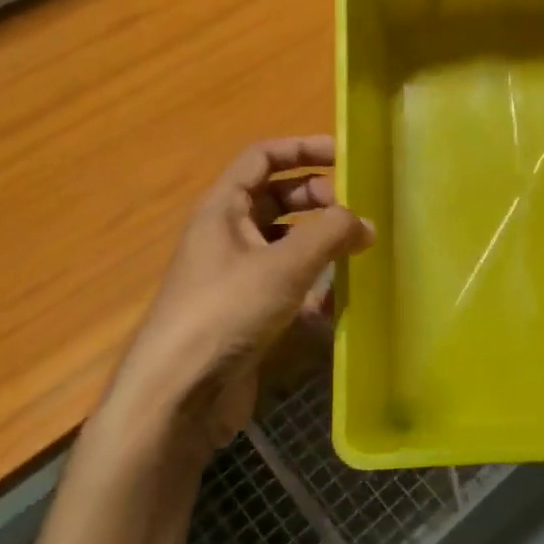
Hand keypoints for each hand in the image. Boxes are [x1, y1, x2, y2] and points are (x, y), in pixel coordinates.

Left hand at [118, 136, 373, 457]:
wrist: (178, 395)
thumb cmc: (226, 312)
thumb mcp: (283, 265)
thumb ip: (330, 234)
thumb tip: (364, 223)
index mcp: (223, 209)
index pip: (263, 158)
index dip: (302, 149)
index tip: (345, 155)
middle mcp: (227, 235)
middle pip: (278, 199)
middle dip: (318, 199)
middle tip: (357, 213)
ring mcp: (236, 275)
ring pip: (285, 243)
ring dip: (319, 242)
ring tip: (357, 251)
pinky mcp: (247, 312)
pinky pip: (286, 284)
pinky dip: (312, 285)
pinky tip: (337, 301)